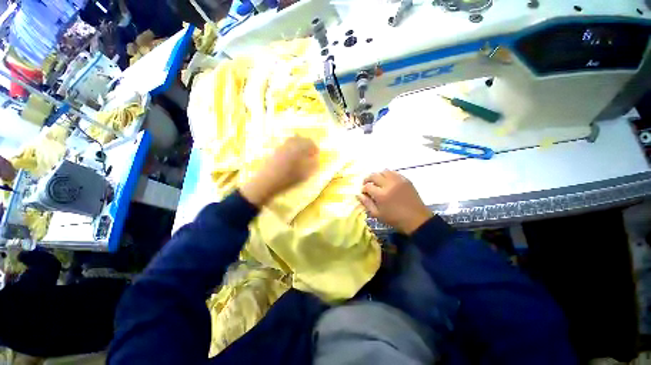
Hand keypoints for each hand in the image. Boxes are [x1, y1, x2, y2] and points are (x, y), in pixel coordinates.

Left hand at [240, 136, 318, 206]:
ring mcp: (280, 147)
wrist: (266, 182)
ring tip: (301, 154)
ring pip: (292, 140)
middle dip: (307, 144)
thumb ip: (312, 165)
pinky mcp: (274, 151)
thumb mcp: (304, 174)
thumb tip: (315, 159)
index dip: (314, 147)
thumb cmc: (287, 179)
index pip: (309, 142)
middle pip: (300, 139)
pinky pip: (285, 145)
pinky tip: (291, 157)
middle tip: (310, 152)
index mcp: (298, 148)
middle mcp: (289, 144)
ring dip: (299, 145)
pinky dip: (291, 148)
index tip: (316, 154)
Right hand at [357, 170, 433, 234]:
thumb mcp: (377, 214)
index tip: (364, 193)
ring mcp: (398, 180)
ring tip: (377, 182)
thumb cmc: (395, 219)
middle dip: (367, 179)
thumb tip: (358, 194)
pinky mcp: (406, 180)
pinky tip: (387, 181)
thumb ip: (366, 203)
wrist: (416, 220)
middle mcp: (389, 184)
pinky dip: (388, 175)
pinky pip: (394, 172)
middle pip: (374, 175)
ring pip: (384, 171)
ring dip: (378, 175)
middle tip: (367, 185)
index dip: (363, 189)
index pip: (367, 186)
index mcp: (381, 195)